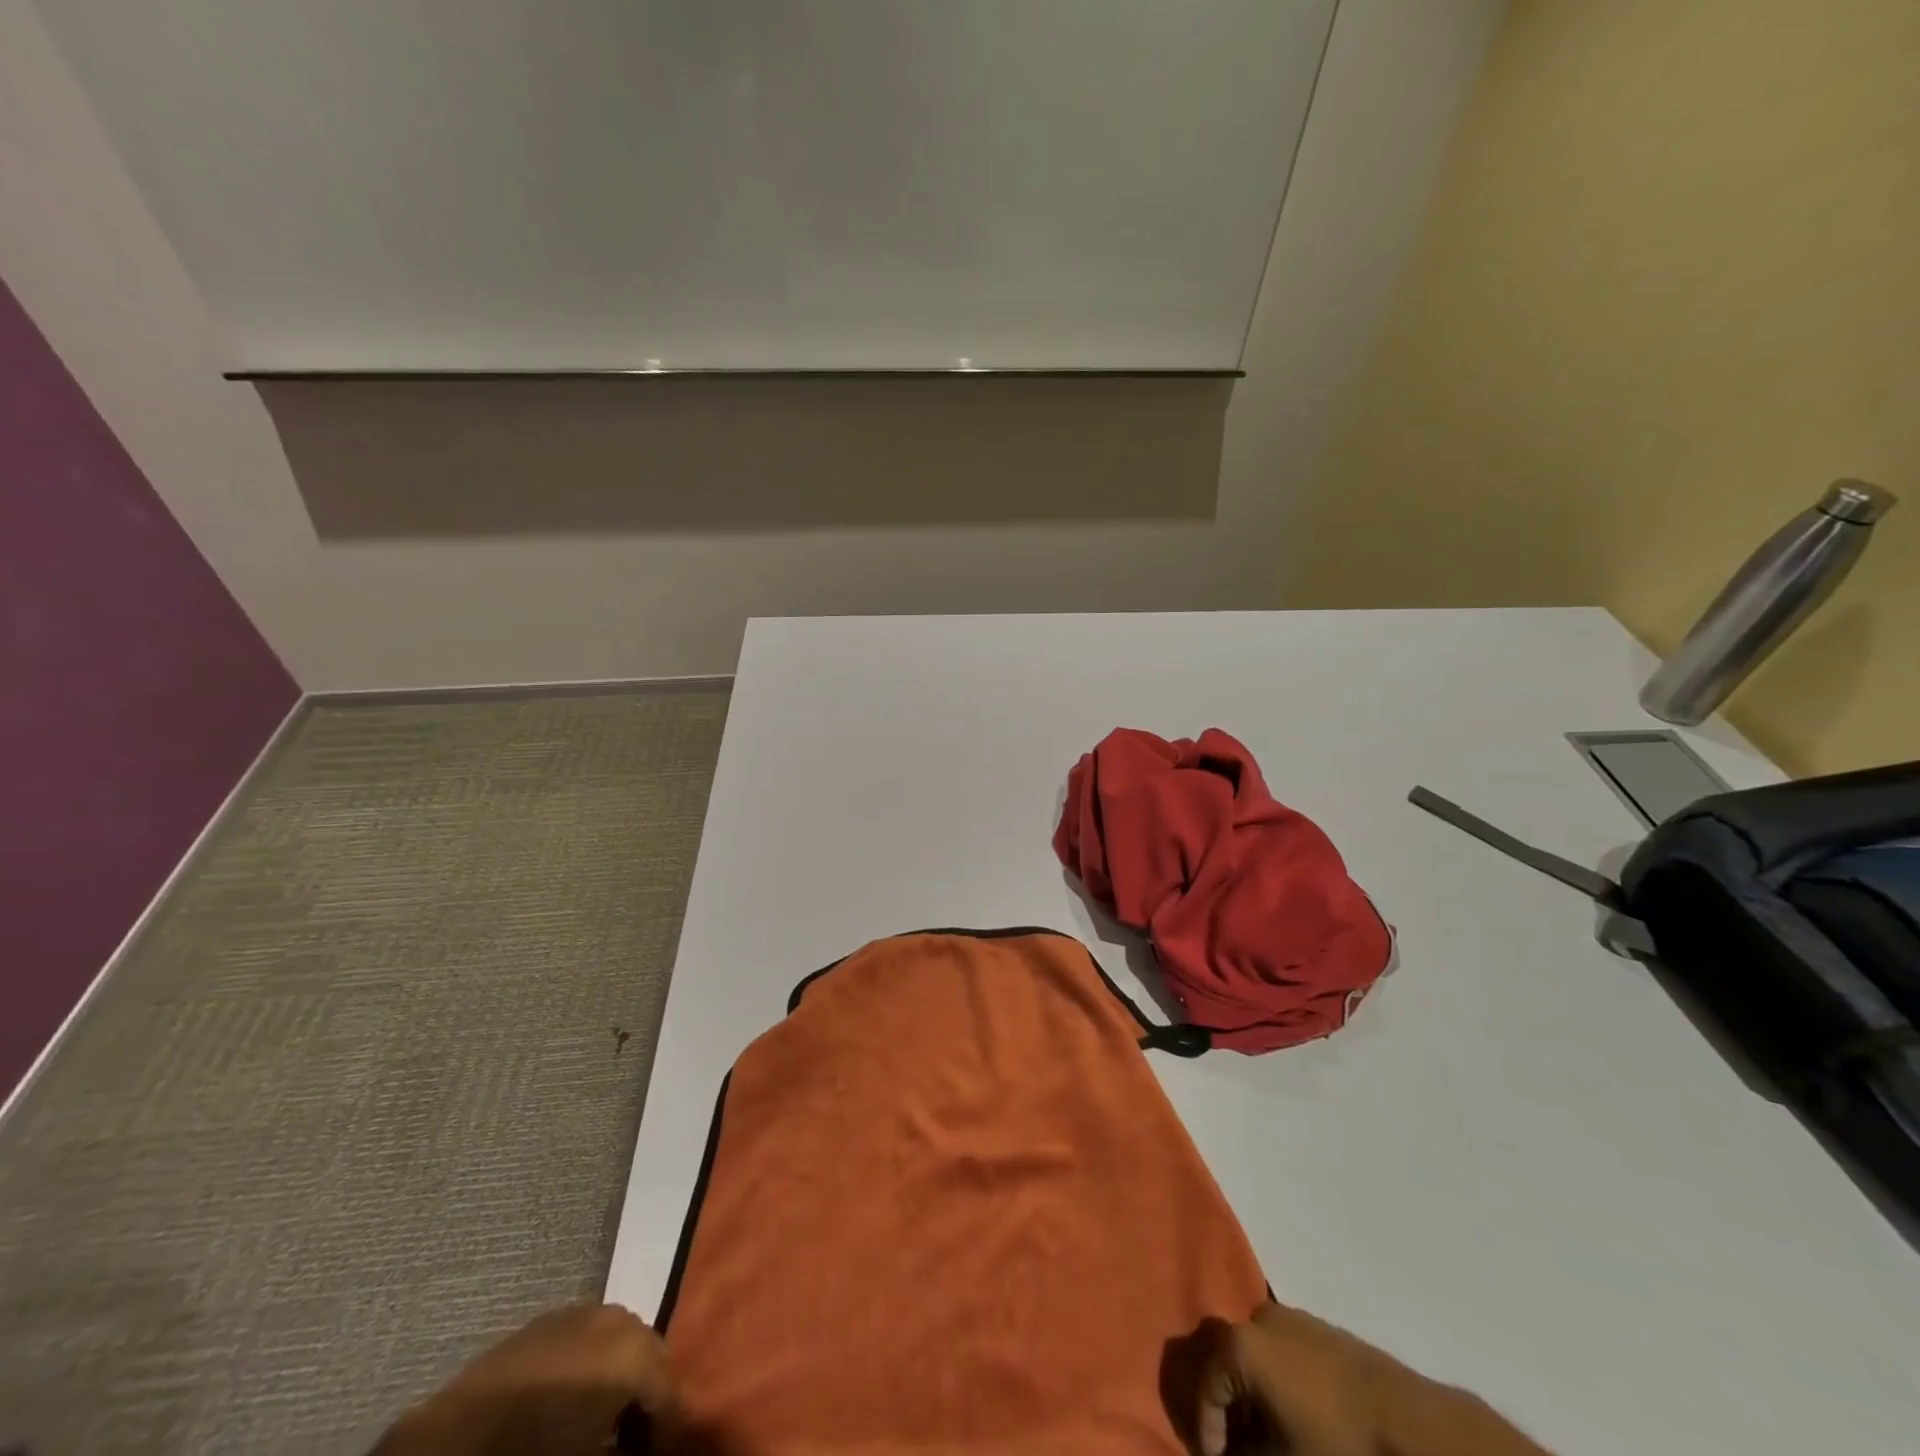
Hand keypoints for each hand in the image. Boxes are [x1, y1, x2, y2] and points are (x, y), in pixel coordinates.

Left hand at [374, 1303, 679, 1455]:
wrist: (454, 1439)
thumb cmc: (534, 1450)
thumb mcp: (590, 1454)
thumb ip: (626, 1445)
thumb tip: (638, 1443)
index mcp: (636, 1351)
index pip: (670, 1390)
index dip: (669, 1429)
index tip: (662, 1451)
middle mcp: (620, 1317)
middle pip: (651, 1355)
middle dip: (647, 1396)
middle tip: (636, 1439)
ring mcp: (584, 1311)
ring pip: (621, 1340)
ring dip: (621, 1376)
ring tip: (607, 1421)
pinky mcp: (550, 1318)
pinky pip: (588, 1338)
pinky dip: (593, 1364)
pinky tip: (575, 1398)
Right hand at [1195, 1301, 1379, 1455]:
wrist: (1408, 1422)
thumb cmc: (1339, 1442)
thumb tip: (1235, 1454)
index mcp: (1241, 1345)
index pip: (1205, 1386)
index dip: (1206, 1429)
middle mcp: (1256, 1318)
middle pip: (1226, 1360)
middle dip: (1227, 1405)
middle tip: (1237, 1445)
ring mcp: (1289, 1316)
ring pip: (1253, 1352)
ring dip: (1251, 1391)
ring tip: (1266, 1433)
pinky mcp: (1316, 1325)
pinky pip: (1279, 1349)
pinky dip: (1275, 1378)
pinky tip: (1294, 1412)